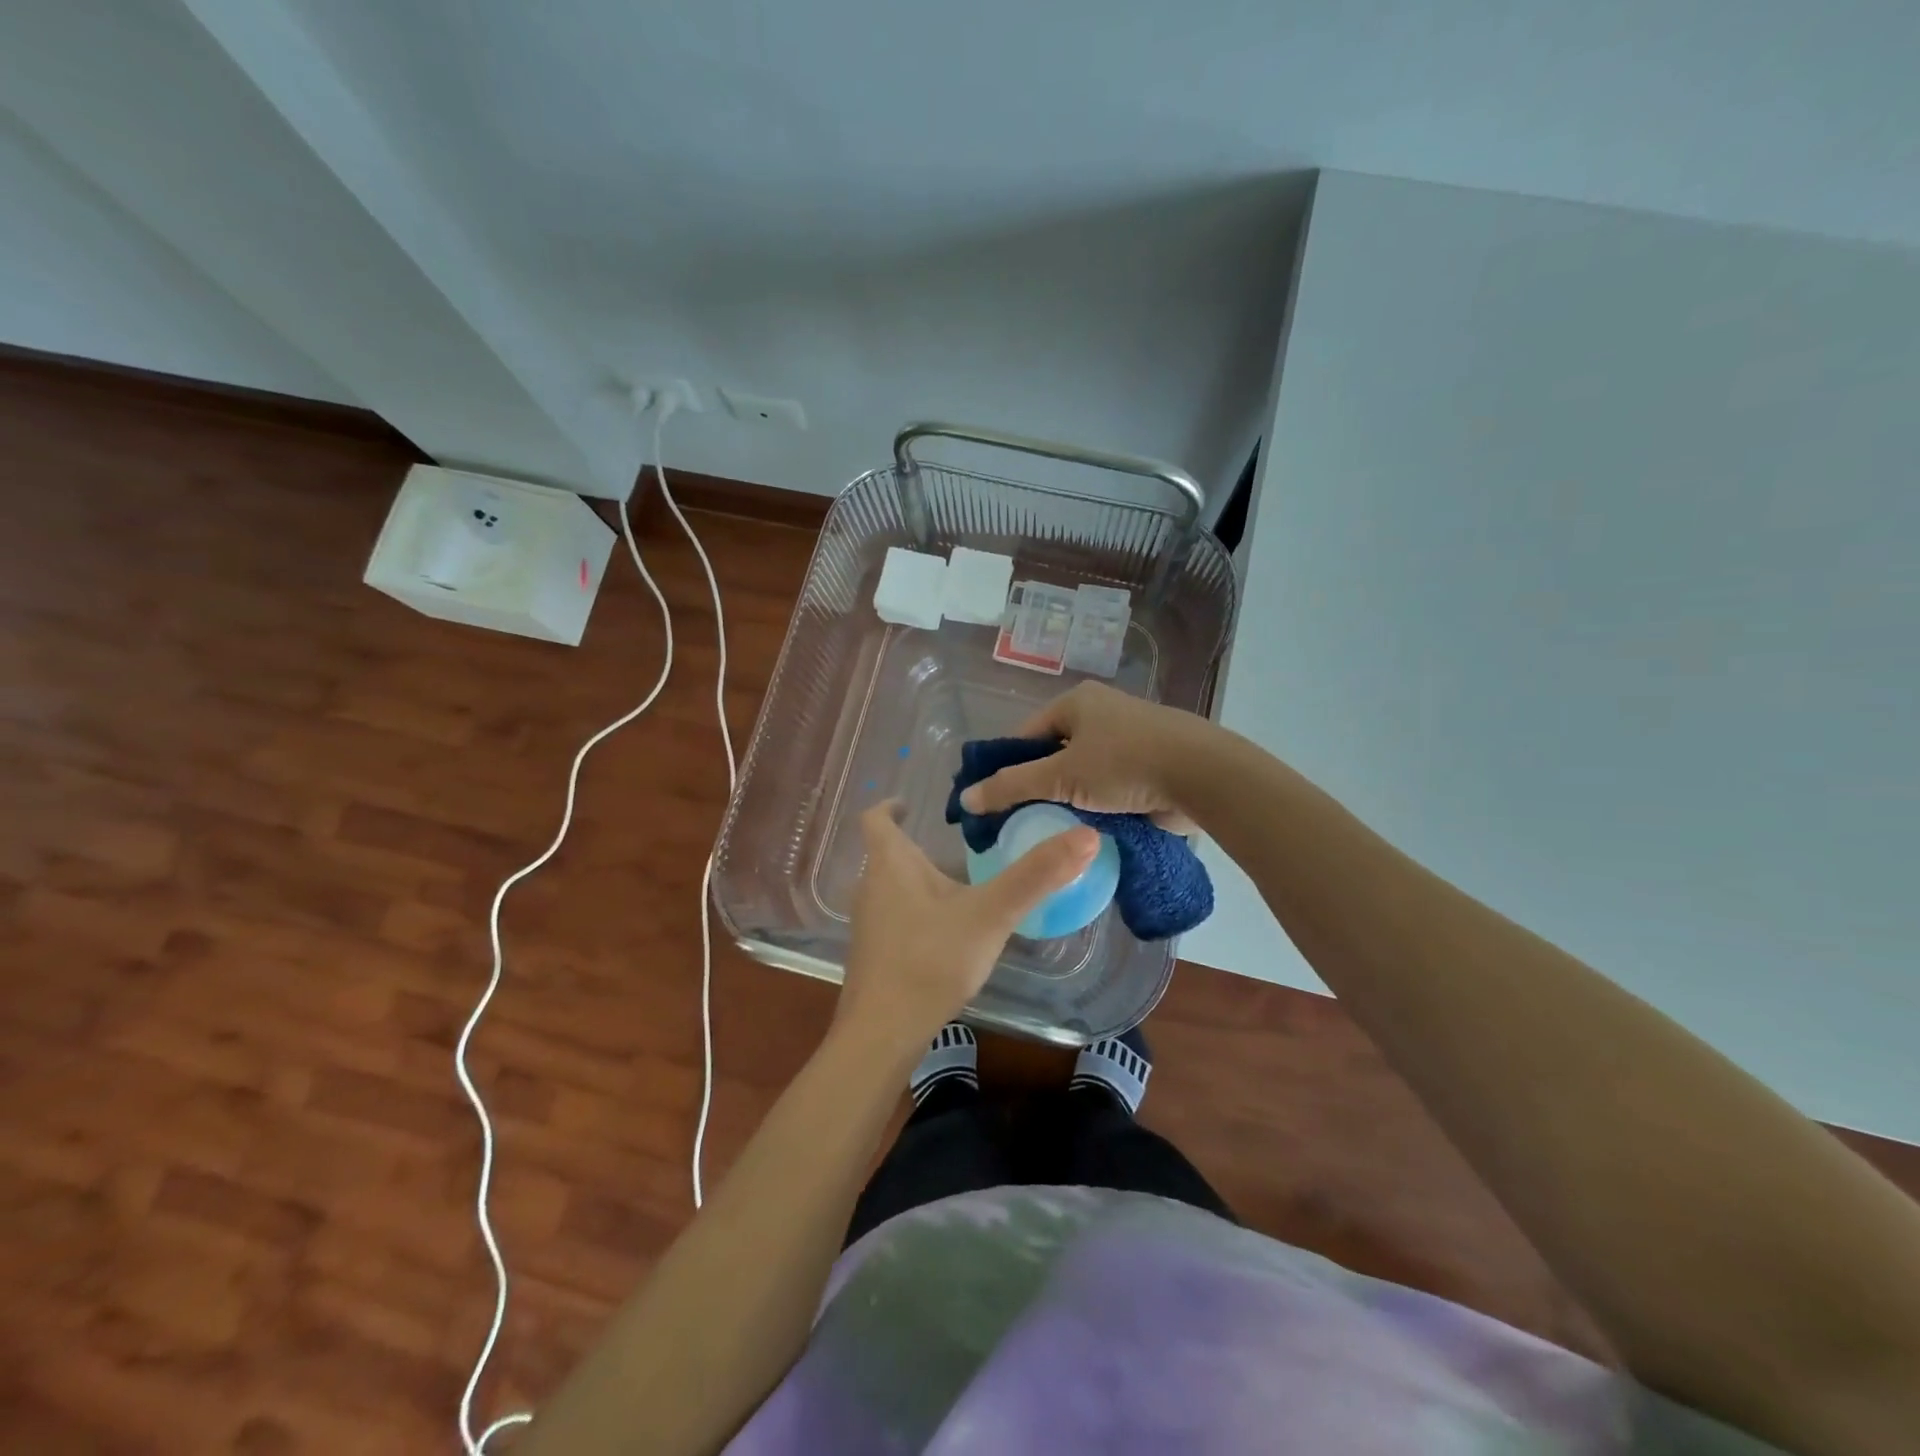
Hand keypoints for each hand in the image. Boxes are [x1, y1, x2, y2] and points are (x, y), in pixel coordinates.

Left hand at [837, 801, 1096, 1050]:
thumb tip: (1087, 835)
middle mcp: (872, 888)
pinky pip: (897, 918)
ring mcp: (869, 925)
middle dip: (919, 845)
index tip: (910, 804)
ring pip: (893, 888)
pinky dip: (920, 912)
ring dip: (921, 880)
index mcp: (890, 865)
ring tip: (961, 884)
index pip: (876, 818)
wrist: (882, 1033)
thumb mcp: (991, 914)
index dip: (890, 805)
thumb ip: (1036, 875)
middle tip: (958, 845)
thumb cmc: (931, 960)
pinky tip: (950, 933)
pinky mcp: (876, 955)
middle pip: (888, 854)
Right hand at [957, 681, 1214, 832]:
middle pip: (1054, 755)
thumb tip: (966, 798)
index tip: (996, 802)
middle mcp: (1100, 714)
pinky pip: (1109, 787)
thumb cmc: (1125, 764)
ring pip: (1082, 774)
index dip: (1007, 767)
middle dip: (1040, 787)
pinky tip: (1085, 830)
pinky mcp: (1149, 766)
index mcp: (1076, 702)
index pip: (1025, 735)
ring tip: (1051, 830)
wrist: (1203, 775)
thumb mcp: (1061, 776)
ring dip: (1070, 799)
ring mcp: (1128, 739)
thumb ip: (1012, 786)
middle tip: (1021, 822)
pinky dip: (1097, 805)